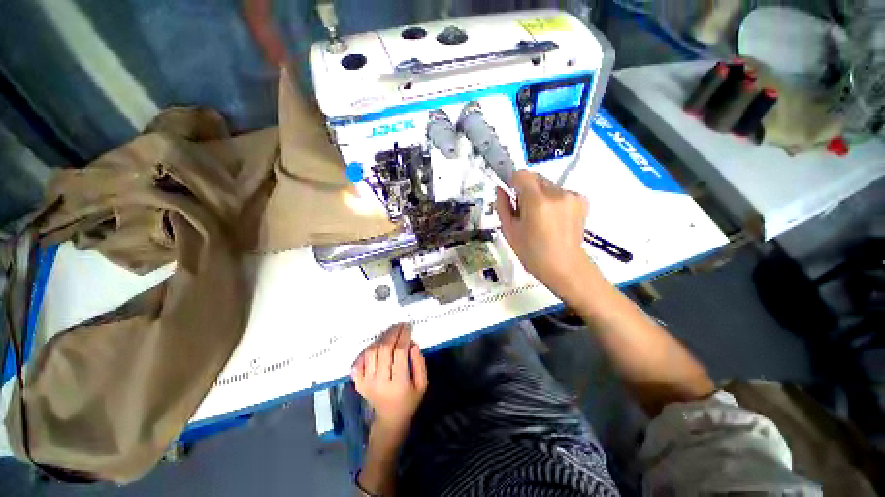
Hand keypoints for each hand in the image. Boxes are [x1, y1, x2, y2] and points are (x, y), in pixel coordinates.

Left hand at [352, 323, 427, 435]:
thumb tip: (413, 343)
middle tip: (399, 325)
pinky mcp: (358, 383)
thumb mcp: (422, 384)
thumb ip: (419, 363)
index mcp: (399, 384)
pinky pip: (359, 361)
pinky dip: (366, 350)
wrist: (390, 420)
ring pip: (371, 352)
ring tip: (390, 333)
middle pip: (384, 349)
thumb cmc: (409, 400)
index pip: (399, 352)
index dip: (404, 336)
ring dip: (381, 339)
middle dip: (393, 333)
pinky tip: (376, 345)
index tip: (408, 326)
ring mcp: (366, 383)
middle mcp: (380, 383)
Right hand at [496, 171, 599, 301]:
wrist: (564, 267)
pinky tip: (554, 220)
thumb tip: (500, 189)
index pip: (521, 174)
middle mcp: (557, 193)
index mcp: (537, 201)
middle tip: (526, 214)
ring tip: (542, 220)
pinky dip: (554, 201)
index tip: (513, 199)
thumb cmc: (532, 253)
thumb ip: (502, 206)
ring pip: (547, 186)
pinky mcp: (582, 200)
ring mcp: (572, 196)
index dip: (514, 184)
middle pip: (535, 178)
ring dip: (540, 197)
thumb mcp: (509, 231)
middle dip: (527, 191)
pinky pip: (560, 193)